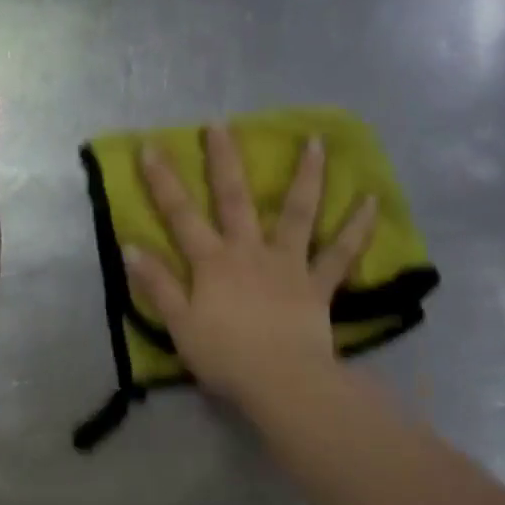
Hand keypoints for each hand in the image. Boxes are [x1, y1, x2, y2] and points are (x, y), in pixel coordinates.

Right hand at [123, 125, 377, 407]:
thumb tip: (131, 247)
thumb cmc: (225, 357)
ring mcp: (288, 264)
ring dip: (306, 176)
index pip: (181, 216)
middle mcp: (250, 252)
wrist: (281, 381)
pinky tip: (373, 200)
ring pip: (297, 213)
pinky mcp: (318, 284)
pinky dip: (358, 228)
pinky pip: (340, 253)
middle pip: (235, 199)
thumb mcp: (179, 325)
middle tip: (222, 124)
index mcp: (213, 262)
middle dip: (225, 160)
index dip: (163, 182)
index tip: (150, 147)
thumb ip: (157, 285)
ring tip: (316, 141)